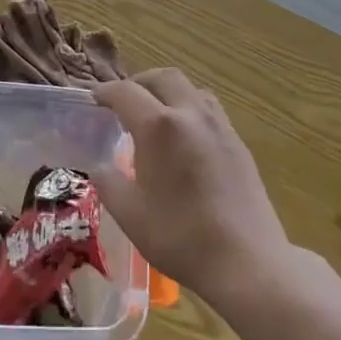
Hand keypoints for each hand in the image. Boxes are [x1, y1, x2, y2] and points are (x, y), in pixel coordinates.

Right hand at [89, 69, 293, 309]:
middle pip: (163, 77)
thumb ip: (109, 183)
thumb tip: (100, 167)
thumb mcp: (130, 214)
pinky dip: (189, 109)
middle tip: (124, 100)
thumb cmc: (181, 237)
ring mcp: (219, 126)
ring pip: (191, 89)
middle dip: (139, 82)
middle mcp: (191, 114)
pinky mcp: (238, 143)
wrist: (247, 261)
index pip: (126, 93)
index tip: (94, 99)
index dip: (105, 92)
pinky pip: (209, 109)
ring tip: (156, 115)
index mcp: (160, 126)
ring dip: (168, 91)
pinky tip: (185, 138)